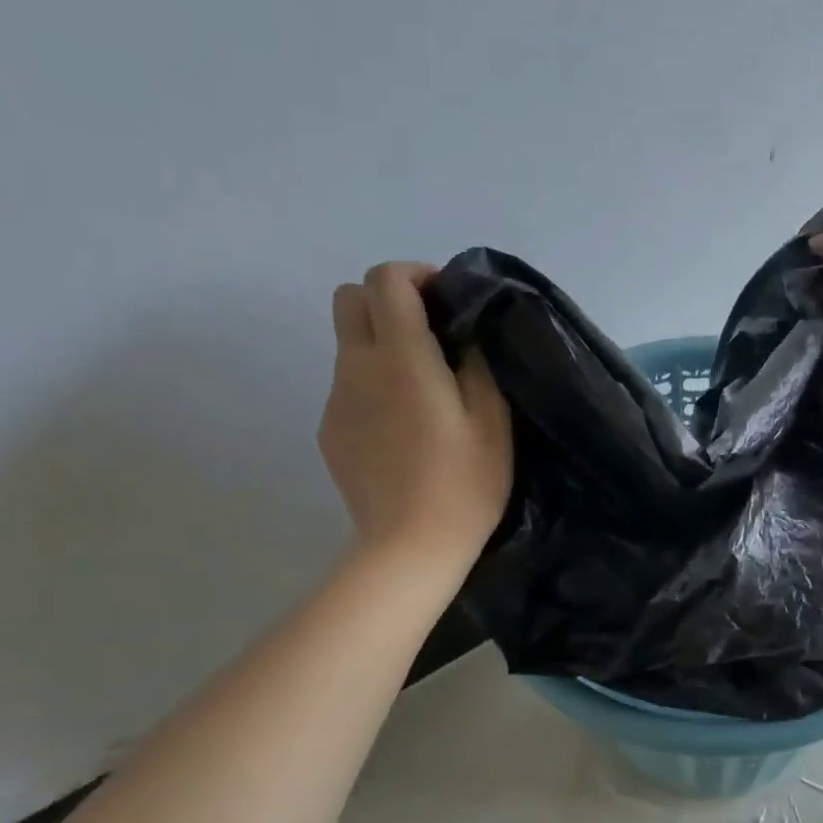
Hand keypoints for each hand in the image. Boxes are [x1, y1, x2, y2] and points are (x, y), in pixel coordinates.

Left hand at [319, 262, 511, 565]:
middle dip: (388, 300)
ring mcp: (336, 400)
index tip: (447, 301)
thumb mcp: (492, 419)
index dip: (416, 275)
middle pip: (350, 298)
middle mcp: (357, 367)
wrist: (410, 547)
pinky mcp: (329, 431)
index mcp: (400, 357)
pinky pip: (348, 386)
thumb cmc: (464, 483)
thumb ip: (476, 362)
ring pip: (349, 345)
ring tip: (423, 391)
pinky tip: (403, 428)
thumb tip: (463, 332)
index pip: (386, 280)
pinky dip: (373, 385)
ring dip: (382, 346)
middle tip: (430, 334)